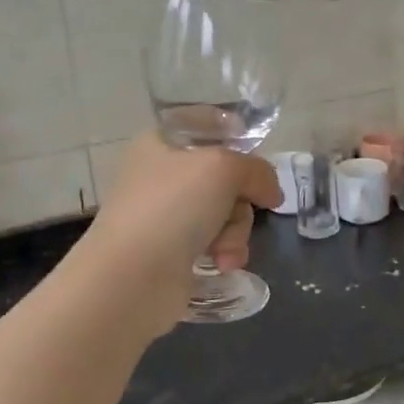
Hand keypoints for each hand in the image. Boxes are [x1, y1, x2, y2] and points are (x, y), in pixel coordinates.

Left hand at [74, 135, 282, 333]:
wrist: (132, 278)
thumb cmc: (172, 207)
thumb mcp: (224, 168)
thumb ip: (257, 171)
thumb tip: (271, 193)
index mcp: (160, 143)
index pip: (204, 124)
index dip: (234, 135)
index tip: (255, 155)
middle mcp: (161, 176)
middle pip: (225, 175)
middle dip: (241, 199)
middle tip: (236, 210)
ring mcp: (166, 215)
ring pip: (225, 212)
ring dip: (235, 231)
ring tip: (224, 250)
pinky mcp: (173, 252)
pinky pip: (216, 243)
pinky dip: (225, 252)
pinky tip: (221, 264)